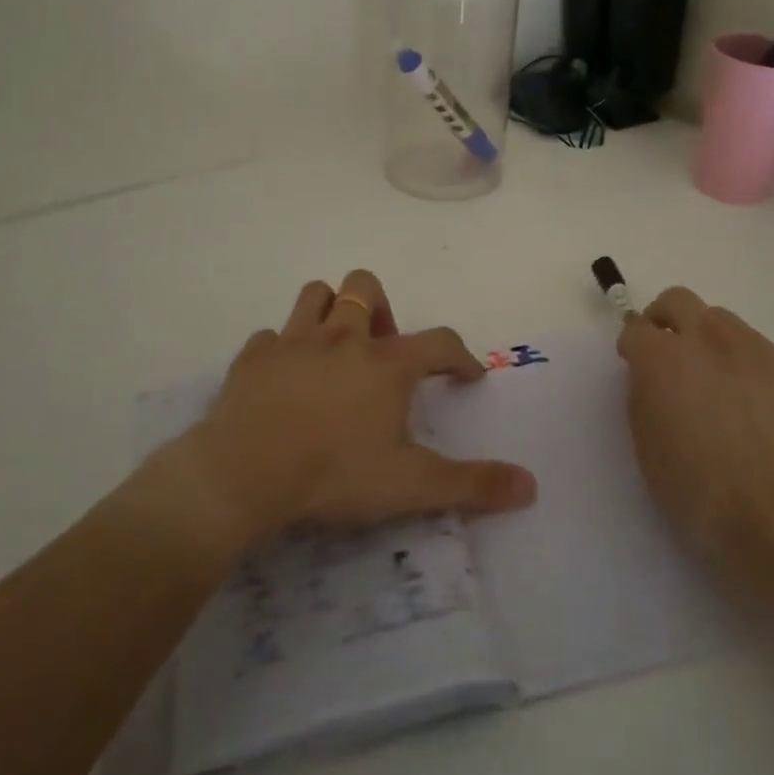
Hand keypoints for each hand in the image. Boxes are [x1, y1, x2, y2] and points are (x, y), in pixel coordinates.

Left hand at [172, 270, 537, 547]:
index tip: (468, 375)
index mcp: (386, 364)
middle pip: (366, 288)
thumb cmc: (334, 474)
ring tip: (336, 347)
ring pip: (315, 295)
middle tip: (383, 349)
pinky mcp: (252, 358)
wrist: (242, 474)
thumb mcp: (411, 486)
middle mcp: (343, 338)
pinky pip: (270, 337)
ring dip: (330, 311)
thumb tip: (531, 485)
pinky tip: (284, 377)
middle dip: (382, 308)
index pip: (440, 343)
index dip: (460, 356)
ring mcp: (293, 343)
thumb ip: (472, 484)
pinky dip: (283, 350)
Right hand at [617, 287, 773, 589]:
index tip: (633, 366)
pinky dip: (734, 353)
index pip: (634, 329)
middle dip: (663, 320)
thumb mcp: (648, 448)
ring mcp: (749, 347)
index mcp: (662, 359)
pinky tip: (740, 393)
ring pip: (716, 316)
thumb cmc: (701, 493)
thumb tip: (649, 378)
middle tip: (663, 355)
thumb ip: (642, 399)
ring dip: (701, 333)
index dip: (630, 347)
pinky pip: (748, 340)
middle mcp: (704, 339)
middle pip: (676, 301)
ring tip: (706, 375)